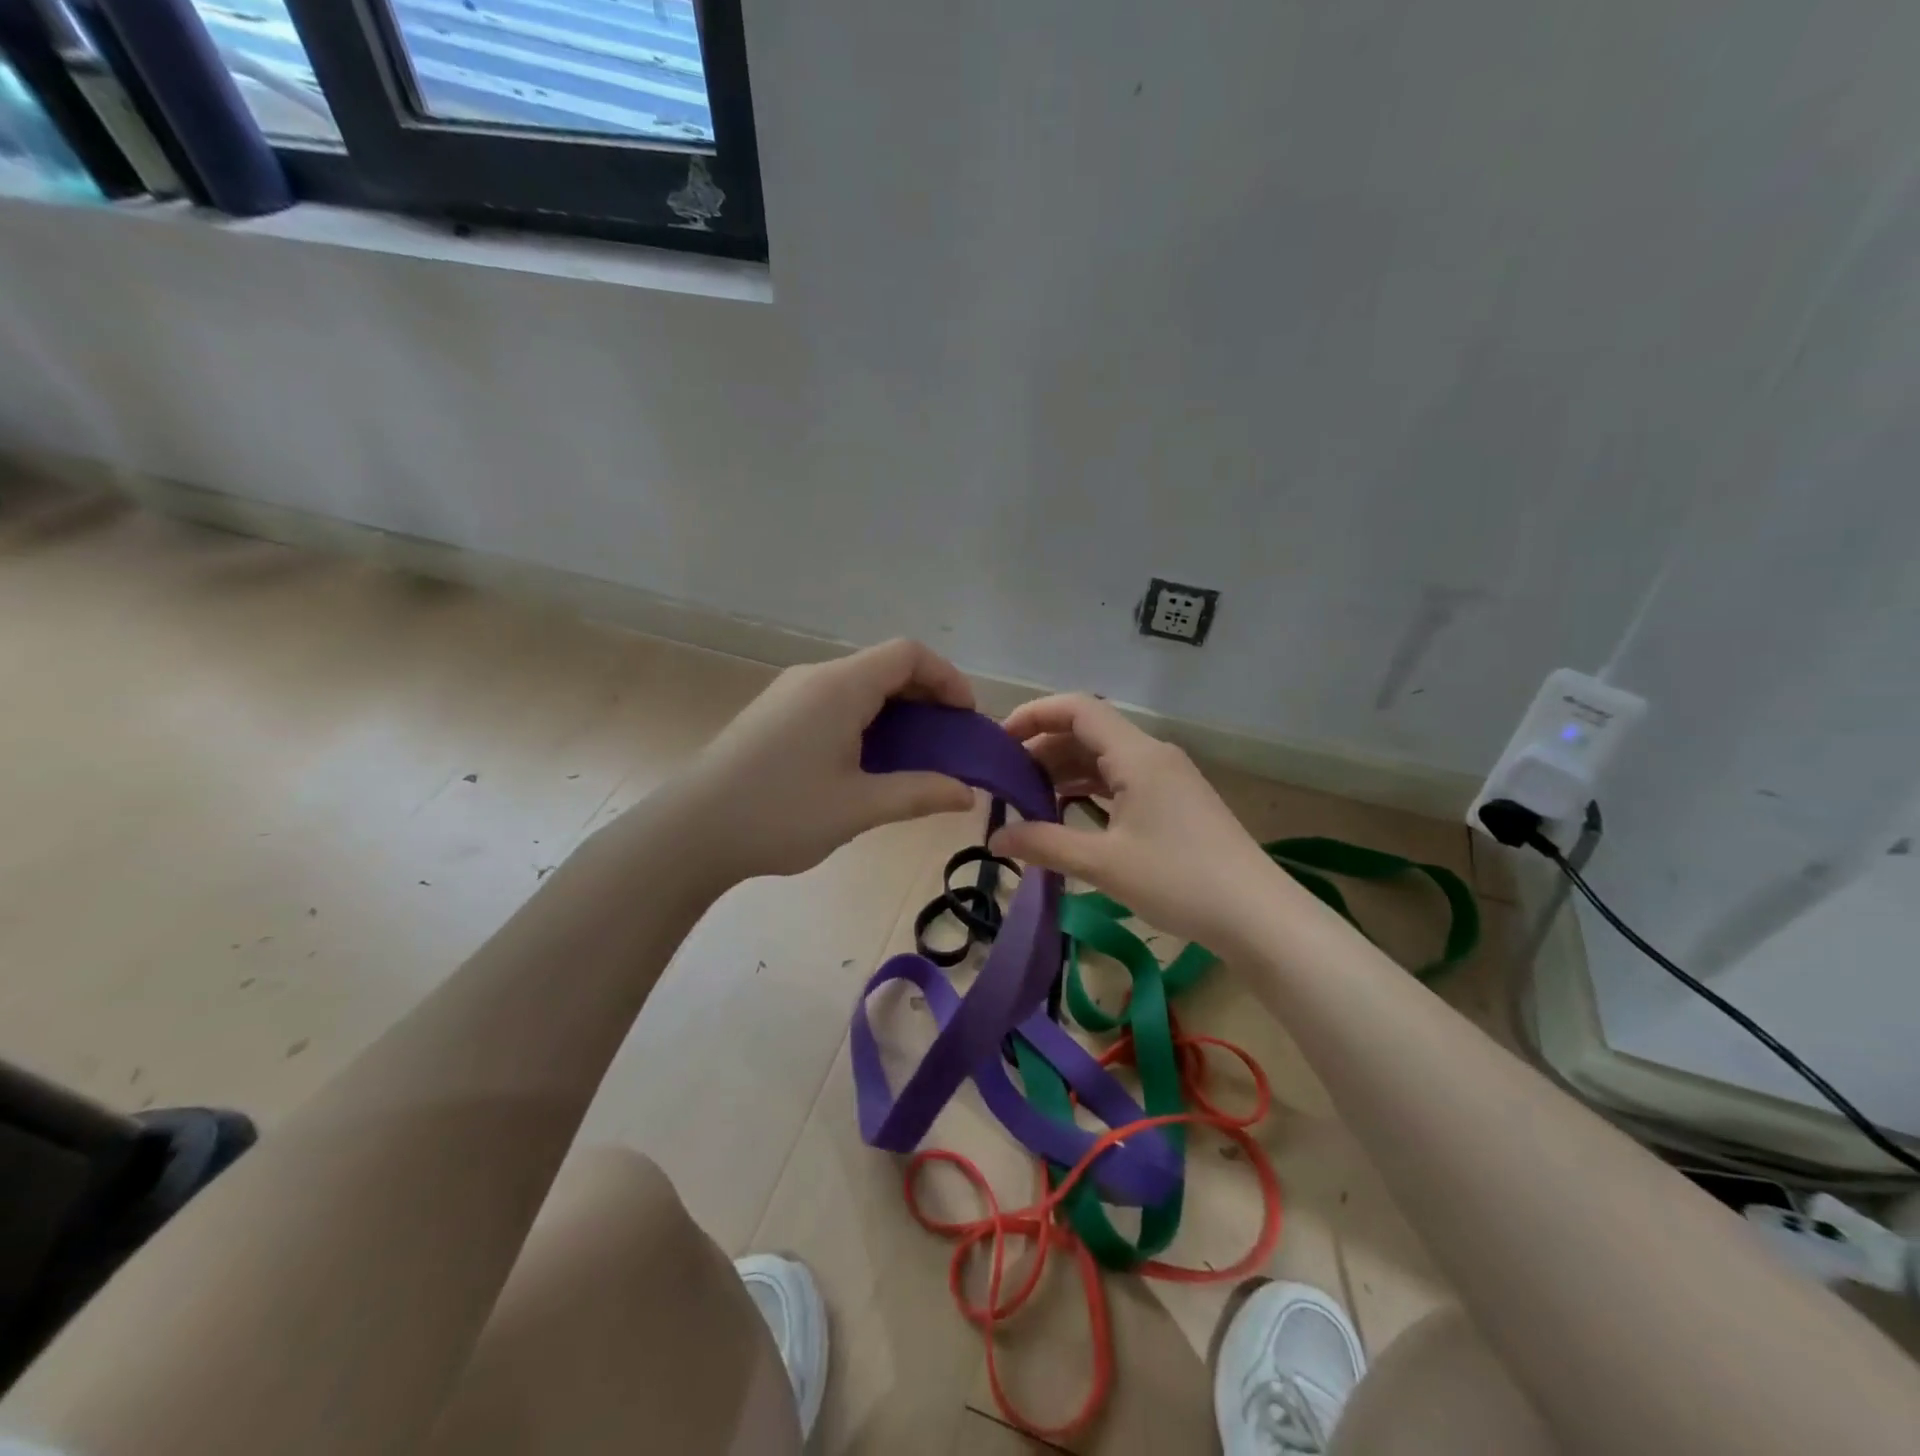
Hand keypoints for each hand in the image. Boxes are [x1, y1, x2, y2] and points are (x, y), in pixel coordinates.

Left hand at [670, 639, 976, 882]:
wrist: (690, 832)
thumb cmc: (779, 814)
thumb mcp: (858, 807)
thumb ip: (919, 793)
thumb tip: (967, 793)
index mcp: (840, 687)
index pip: (908, 654)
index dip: (947, 677)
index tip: (966, 718)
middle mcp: (815, 677)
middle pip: (884, 666)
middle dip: (925, 696)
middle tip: (948, 741)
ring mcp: (790, 693)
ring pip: (858, 684)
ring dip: (895, 710)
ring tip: (914, 754)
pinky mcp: (774, 713)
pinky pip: (834, 700)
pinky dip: (866, 718)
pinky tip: (867, 760)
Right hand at [988, 694, 1287, 950]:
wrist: (1258, 916)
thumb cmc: (1179, 881)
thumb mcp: (1103, 864)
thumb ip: (1044, 844)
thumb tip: (994, 838)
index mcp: (1136, 755)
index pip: (1077, 708)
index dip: (1033, 715)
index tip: (998, 740)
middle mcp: (1153, 754)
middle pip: (1088, 731)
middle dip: (1043, 748)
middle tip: (1006, 780)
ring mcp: (1168, 777)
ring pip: (1105, 757)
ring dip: (1066, 770)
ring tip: (1029, 798)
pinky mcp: (1176, 800)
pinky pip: (1123, 778)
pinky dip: (1090, 788)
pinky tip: (1069, 812)